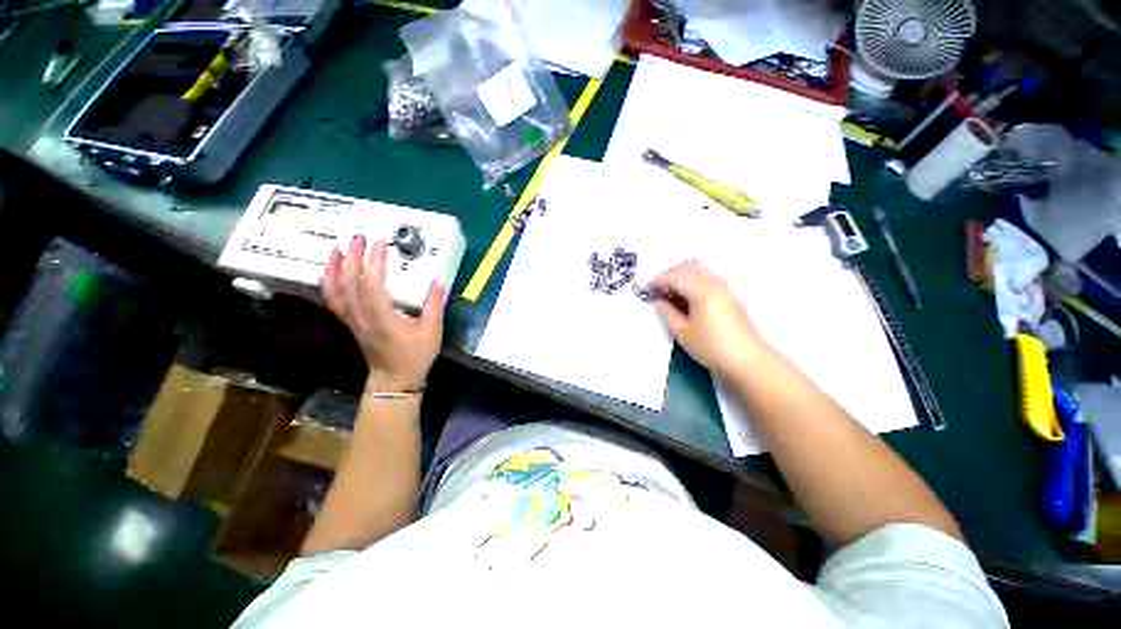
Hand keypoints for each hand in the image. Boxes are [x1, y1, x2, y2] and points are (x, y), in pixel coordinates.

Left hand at [322, 236, 446, 387]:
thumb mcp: (432, 331)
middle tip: (358, 237)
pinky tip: (332, 273)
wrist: (394, 379)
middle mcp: (362, 317)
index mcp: (383, 318)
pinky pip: (334, 300)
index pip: (373, 284)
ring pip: (336, 291)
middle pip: (350, 283)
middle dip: (353, 257)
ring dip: (335, 268)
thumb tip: (438, 281)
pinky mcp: (350, 323)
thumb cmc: (415, 356)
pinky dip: (329, 283)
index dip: (374, 262)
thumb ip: (435, 305)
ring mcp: (353, 320)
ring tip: (338, 249)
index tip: (380, 244)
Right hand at [643, 261, 765, 376]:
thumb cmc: (712, 347)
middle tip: (656, 289)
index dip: (657, 281)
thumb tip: (661, 302)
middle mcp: (715, 284)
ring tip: (669, 293)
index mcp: (702, 291)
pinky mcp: (729, 297)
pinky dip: (692, 282)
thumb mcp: (682, 332)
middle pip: (689, 267)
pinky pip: (707, 279)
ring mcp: (725, 289)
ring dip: (681, 276)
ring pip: (699, 271)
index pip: (675, 277)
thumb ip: (668, 313)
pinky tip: (685, 297)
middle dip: (669, 274)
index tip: (645, 289)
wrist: (747, 361)